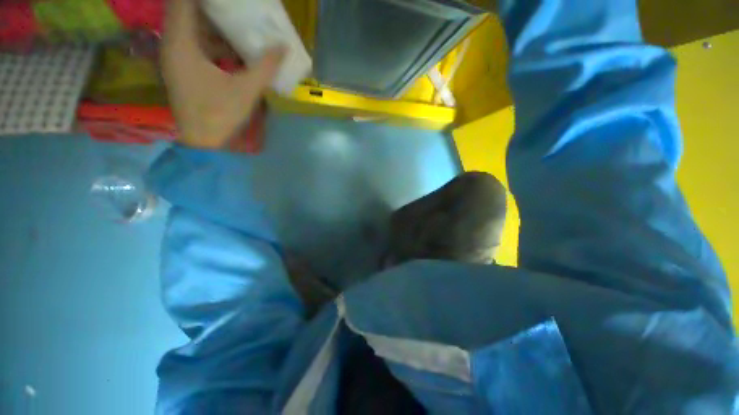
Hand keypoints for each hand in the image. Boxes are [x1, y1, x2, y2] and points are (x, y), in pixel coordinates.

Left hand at [160, 0, 282, 148]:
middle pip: (186, 12)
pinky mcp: (183, 70)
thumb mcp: (246, 90)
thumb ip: (265, 67)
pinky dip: (211, 41)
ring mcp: (176, 58)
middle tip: (234, 7)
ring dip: (212, 24)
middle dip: (210, 7)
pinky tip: (232, 48)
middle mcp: (173, 45)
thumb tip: (283, 47)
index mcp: (182, 44)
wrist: (202, 141)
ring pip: (191, 28)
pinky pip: (195, 45)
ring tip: (236, 21)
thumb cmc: (220, 114)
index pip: (183, 2)